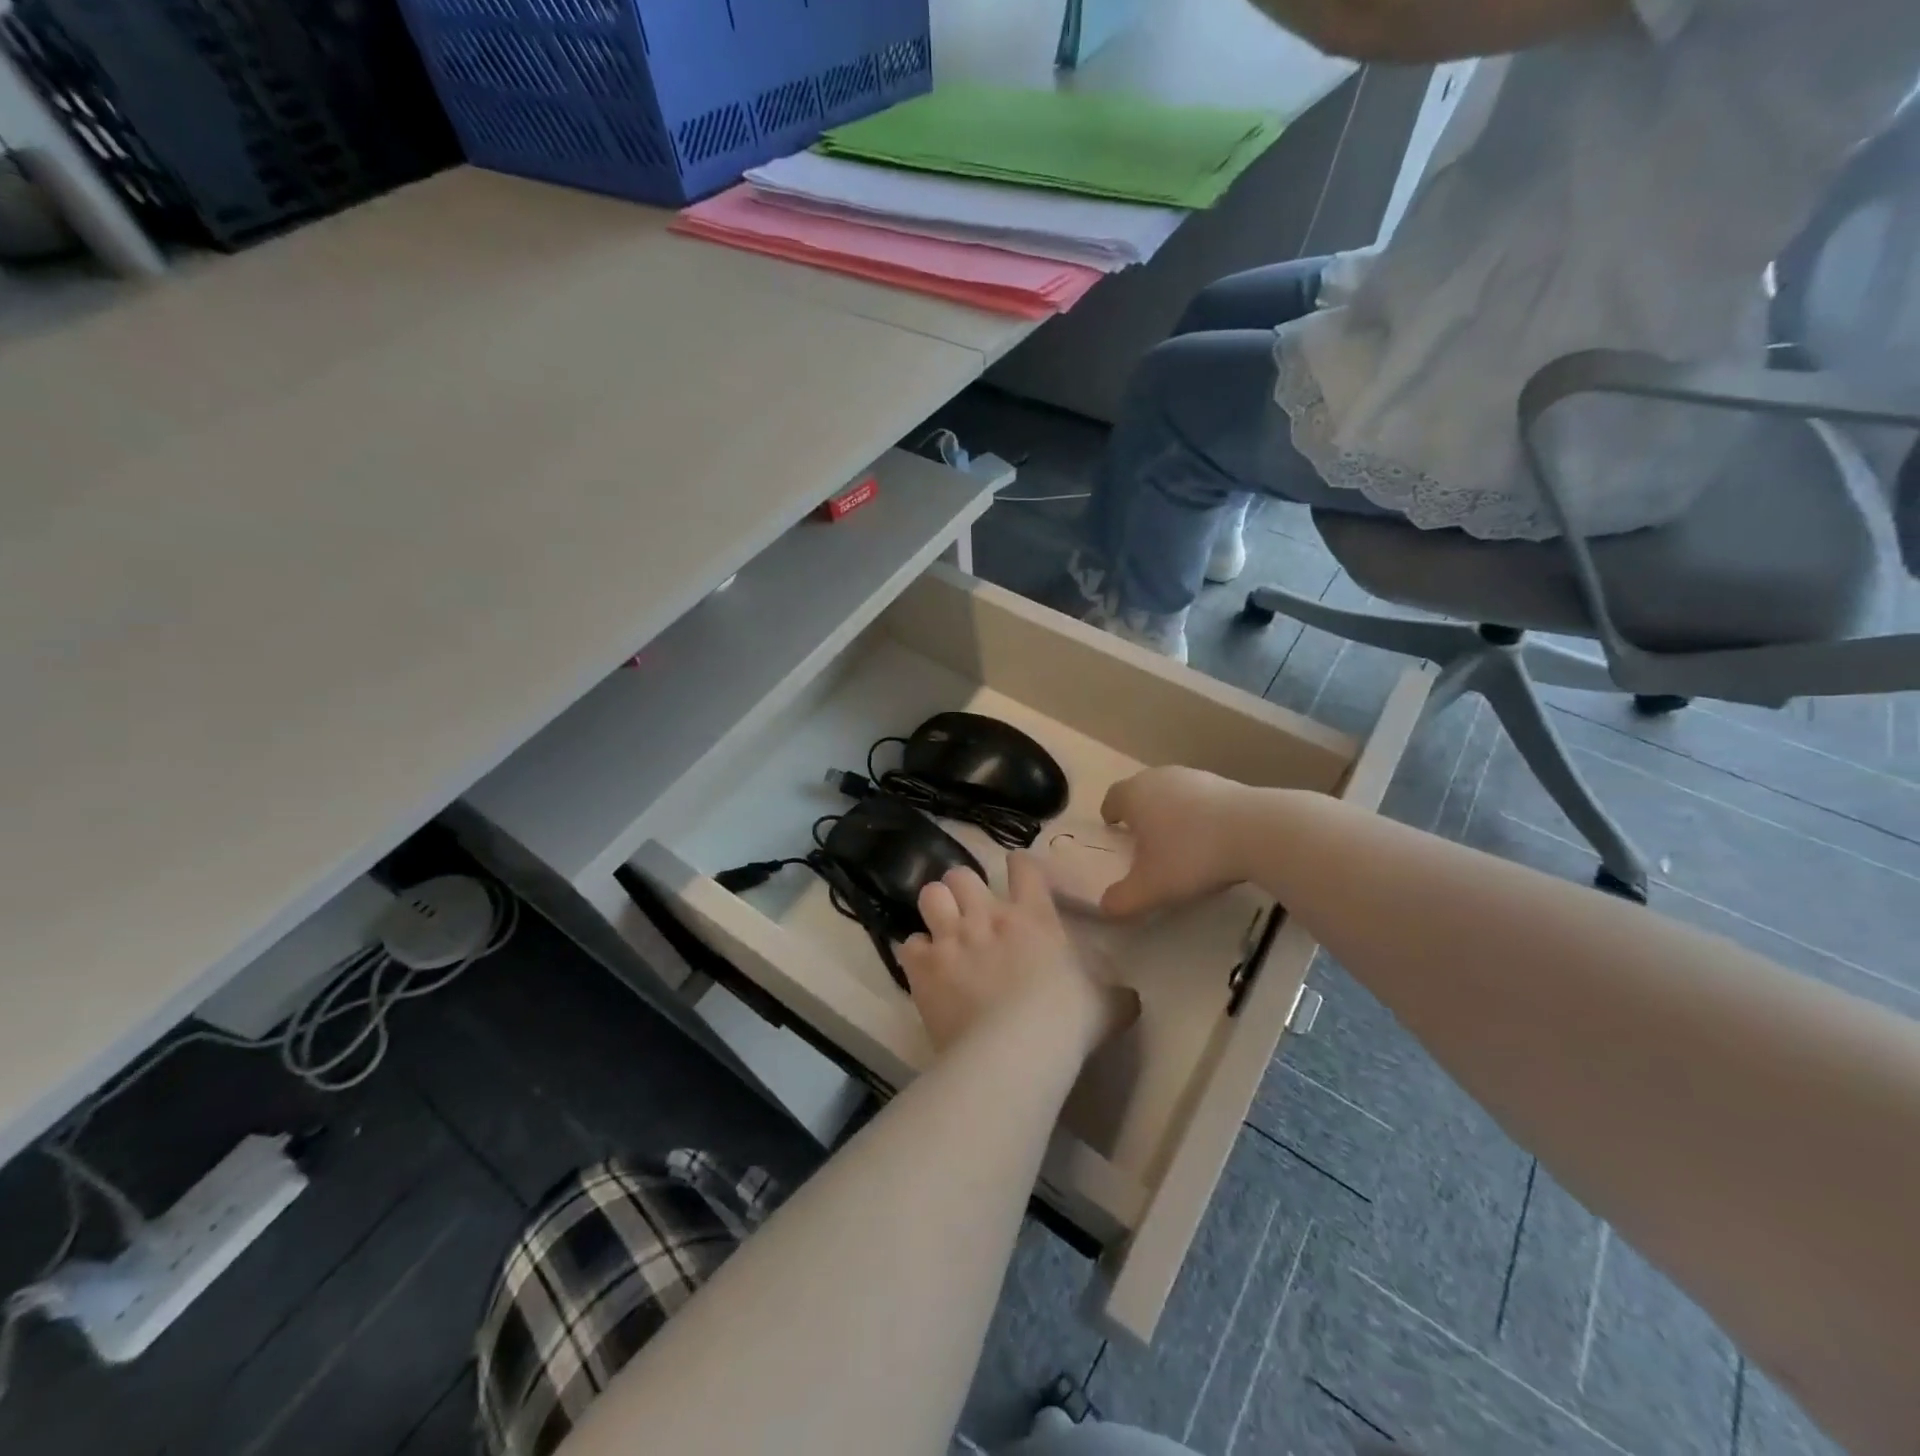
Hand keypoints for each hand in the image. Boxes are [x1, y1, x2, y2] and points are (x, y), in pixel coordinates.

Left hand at [900, 855, 1138, 1056]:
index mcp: (1033, 916)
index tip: (1016, 873)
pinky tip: (924, 968)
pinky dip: (916, 954)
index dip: (1018, 866)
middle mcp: (987, 917)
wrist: (1016, 1051)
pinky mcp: (924, 967)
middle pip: (961, 874)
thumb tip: (1130, 999)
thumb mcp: (1106, 1006)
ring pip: (930, 895)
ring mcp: (951, 938)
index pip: (1023, 867)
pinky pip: (909, 945)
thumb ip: (1116, 996)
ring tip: (941, 928)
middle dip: (963, 888)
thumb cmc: (1067, 1022)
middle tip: (970, 910)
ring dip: (936, 909)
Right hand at [1099, 767, 1249, 917]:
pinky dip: (1198, 814)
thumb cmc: (1191, 855)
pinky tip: (1210, 838)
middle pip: (1142, 790)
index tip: (1113, 828)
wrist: (1258, 832)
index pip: (1113, 797)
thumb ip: (1122, 900)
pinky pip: (1200, 798)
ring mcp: (1195, 777)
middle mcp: (1160, 777)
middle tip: (1143, 838)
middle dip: (1140, 811)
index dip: (1110, 813)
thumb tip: (1105, 907)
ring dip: (1170, 811)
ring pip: (1172, 792)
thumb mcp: (1151, 888)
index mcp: (1135, 795)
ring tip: (1178, 839)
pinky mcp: (1226, 783)